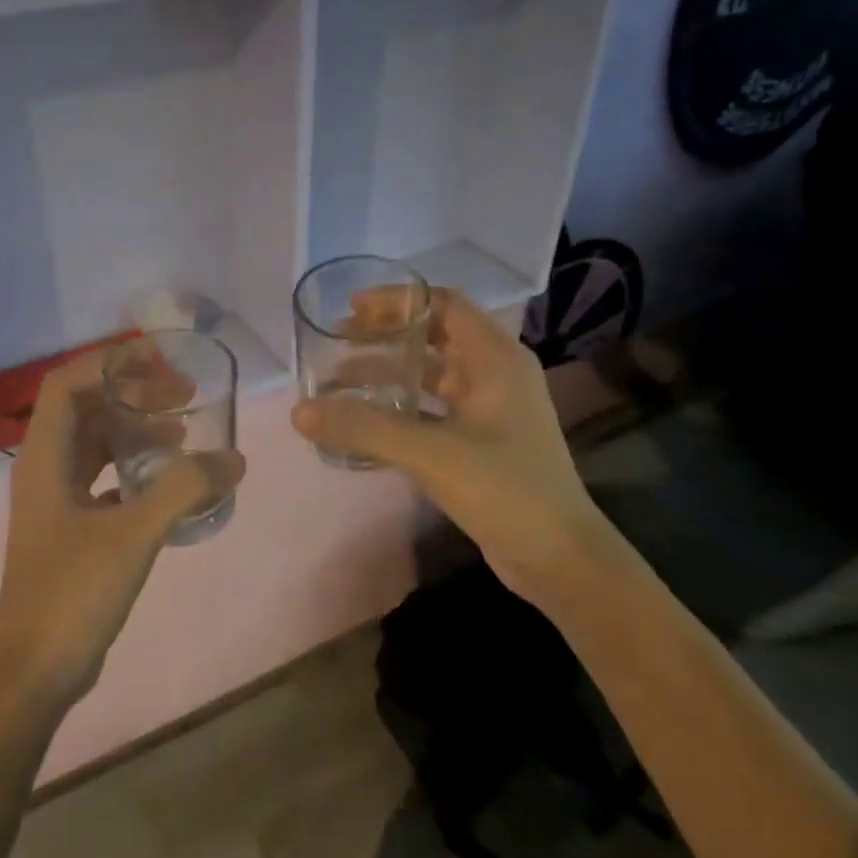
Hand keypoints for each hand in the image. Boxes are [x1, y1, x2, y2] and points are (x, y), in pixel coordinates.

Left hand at [0, 352, 245, 712]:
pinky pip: (104, 479)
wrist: (36, 671)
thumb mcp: (133, 534)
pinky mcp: (70, 529)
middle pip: (85, 409)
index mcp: (44, 459)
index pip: (67, 384)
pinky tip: (169, 482)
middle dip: (132, 394)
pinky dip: (135, 469)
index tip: (158, 361)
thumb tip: (234, 459)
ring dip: (136, 431)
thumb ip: (184, 490)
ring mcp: (56, 502)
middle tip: (183, 396)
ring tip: (183, 433)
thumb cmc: (73, 592)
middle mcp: (44, 470)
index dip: (109, 364)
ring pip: (95, 445)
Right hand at [291, 288, 606, 607]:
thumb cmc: (505, 489)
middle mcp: (496, 374)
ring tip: (340, 379)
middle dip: (385, 335)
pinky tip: (367, 420)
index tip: (352, 308)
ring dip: (388, 372)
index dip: (397, 301)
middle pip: (434, 336)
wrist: (558, 556)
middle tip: (337, 341)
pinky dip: (400, 406)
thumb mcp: (431, 453)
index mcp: (496, 359)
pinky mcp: (482, 440)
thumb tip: (299, 411)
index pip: (443, 304)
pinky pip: (433, 408)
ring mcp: (491, 409)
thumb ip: (364, 428)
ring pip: (431, 374)